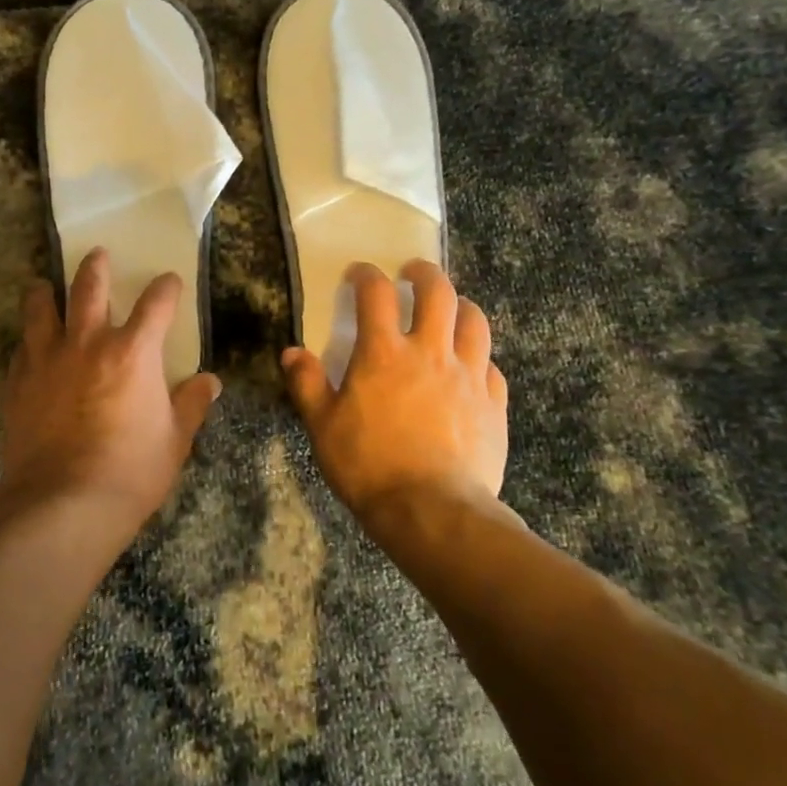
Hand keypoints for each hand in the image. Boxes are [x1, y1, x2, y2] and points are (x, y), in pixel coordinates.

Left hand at [0, 248, 222, 529]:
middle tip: (97, 255)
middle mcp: (88, 343)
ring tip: (43, 286)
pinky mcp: (17, 383)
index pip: (156, 304)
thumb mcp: (174, 440)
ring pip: (41, 308)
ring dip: (45, 292)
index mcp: (133, 352)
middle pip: (89, 287)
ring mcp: (47, 359)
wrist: (62, 504)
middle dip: (96, 267)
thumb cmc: (130, 471)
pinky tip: (27, 347)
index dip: (165, 288)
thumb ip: (191, 404)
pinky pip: (20, 348)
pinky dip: (27, 342)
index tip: (169, 281)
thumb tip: (210, 382)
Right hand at [281, 260, 508, 522]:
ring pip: (474, 321)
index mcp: (384, 353)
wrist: (433, 513)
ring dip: (461, 306)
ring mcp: (468, 376)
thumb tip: (292, 353)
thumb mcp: (323, 427)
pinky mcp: (494, 404)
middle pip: (438, 292)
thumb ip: (307, 384)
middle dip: (425, 273)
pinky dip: (480, 358)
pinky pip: (492, 367)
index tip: (359, 273)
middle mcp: (430, 352)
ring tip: (450, 309)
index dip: (366, 275)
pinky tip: (471, 368)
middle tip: (414, 272)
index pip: (376, 293)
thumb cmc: (369, 466)